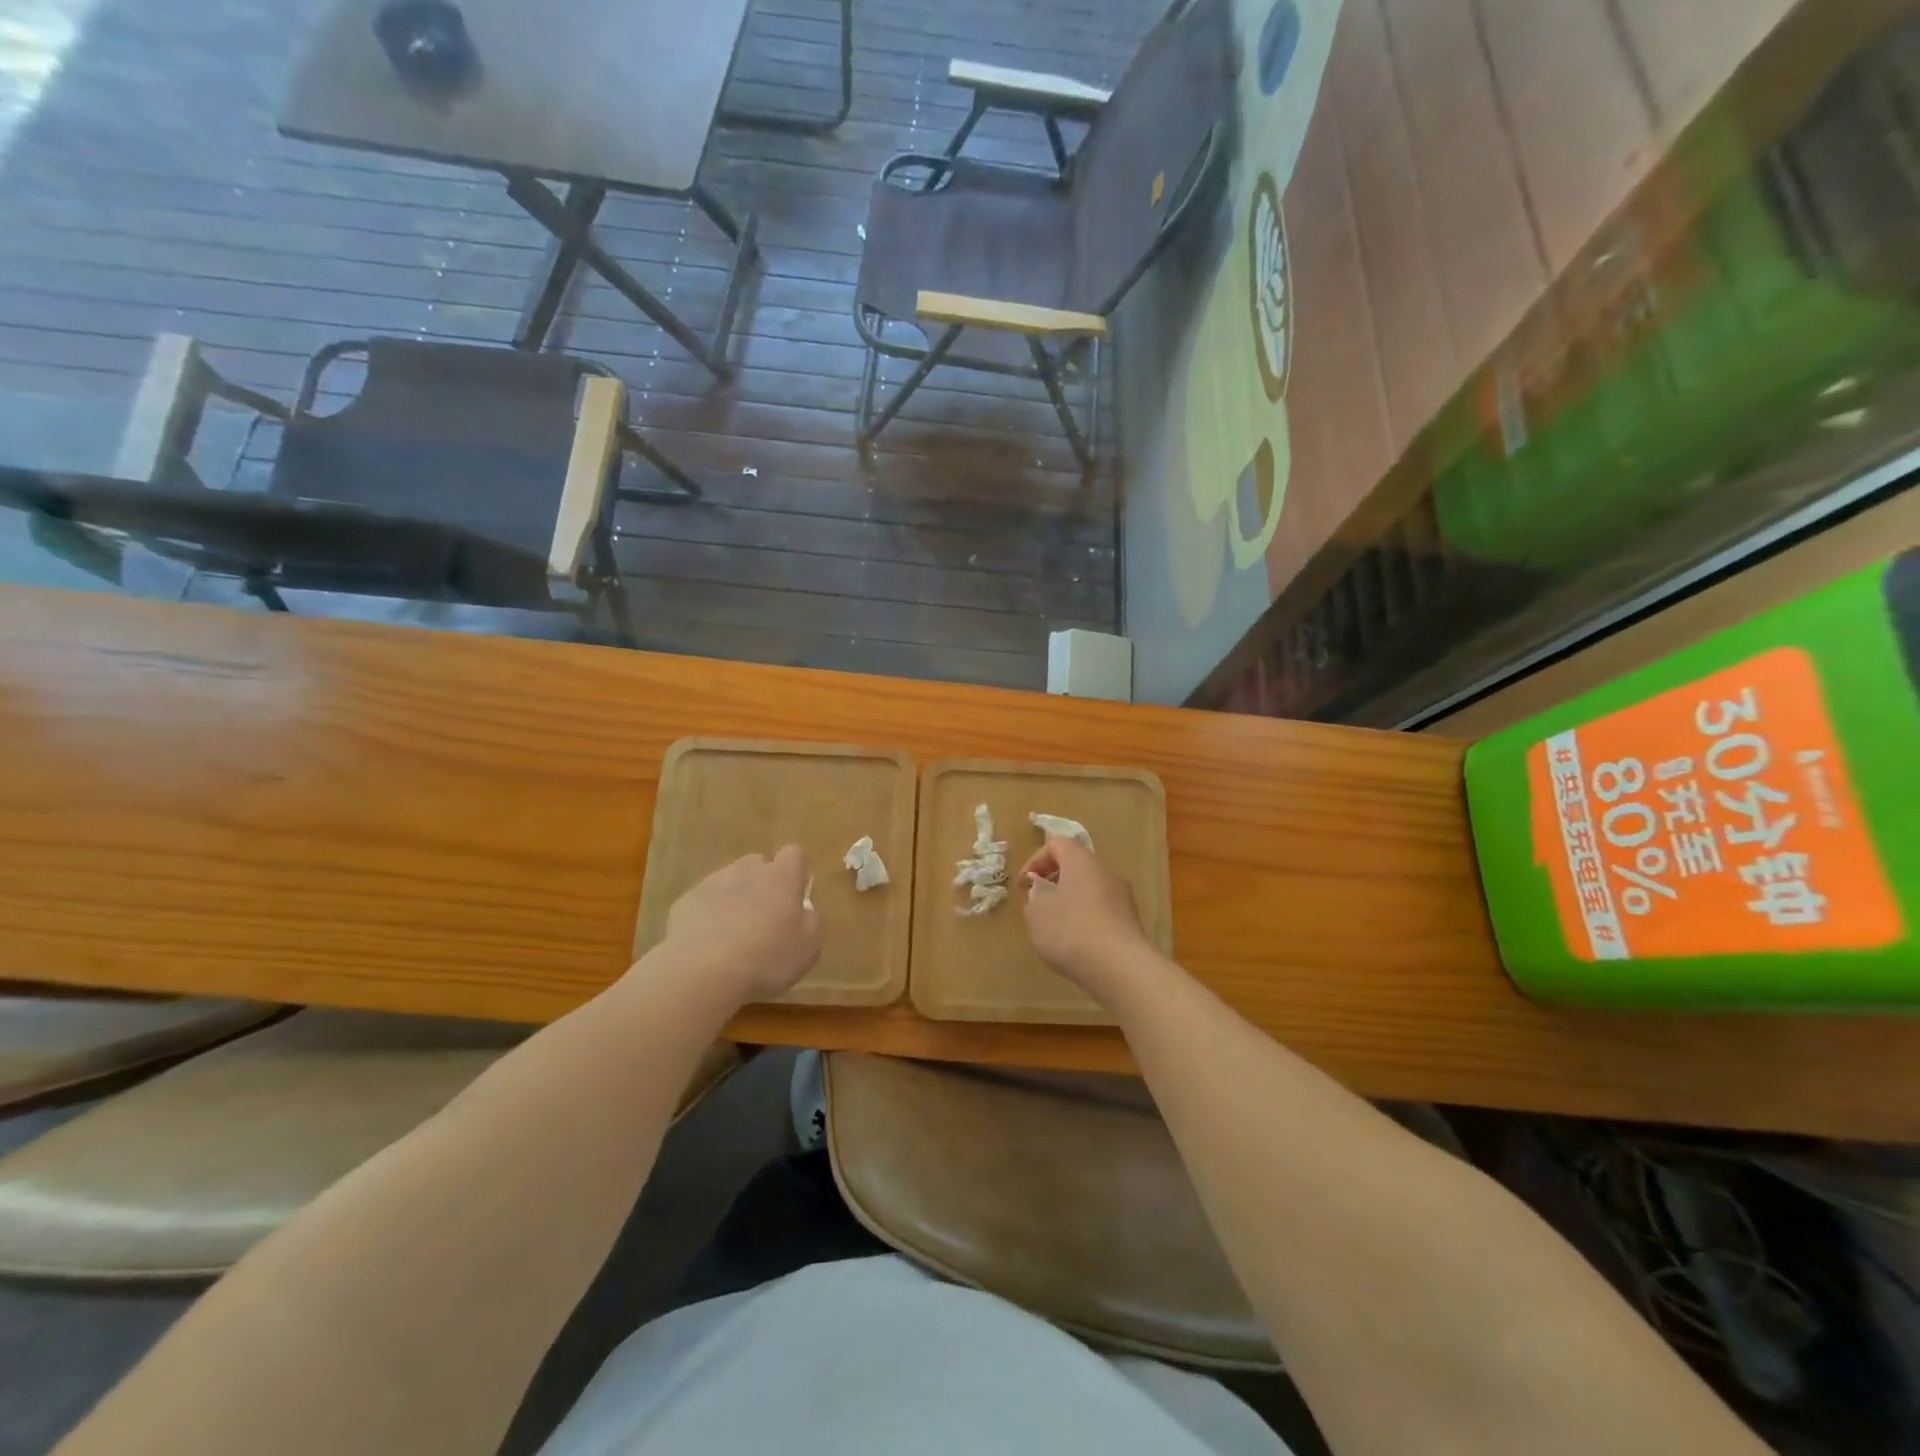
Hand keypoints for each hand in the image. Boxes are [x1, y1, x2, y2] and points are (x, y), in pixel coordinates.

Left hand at [663, 846, 819, 1002]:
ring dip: (733, 899)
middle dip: (761, 884)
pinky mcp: (685, 901)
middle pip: (758, 864)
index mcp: (781, 878)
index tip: (794, 896)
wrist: (702, 972)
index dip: (795, 872)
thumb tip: (803, 911)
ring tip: (731, 935)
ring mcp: (712, 883)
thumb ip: (810, 921)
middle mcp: (747, 871)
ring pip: (728, 881)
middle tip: (763, 918)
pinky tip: (706, 945)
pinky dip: (707, 916)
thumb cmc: (766, 959)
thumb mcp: (807, 948)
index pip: (794, 854)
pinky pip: (703, 901)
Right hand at [1019, 836, 1154, 1000]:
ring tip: (1054, 929)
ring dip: (1069, 903)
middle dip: (1053, 883)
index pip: (1057, 844)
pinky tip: (1076, 945)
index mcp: (1082, 861)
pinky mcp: (1130, 924)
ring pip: (1089, 891)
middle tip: (1036, 905)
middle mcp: (1106, 873)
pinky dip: (1085, 921)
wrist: (1120, 968)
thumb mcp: (1036, 912)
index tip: (1023, 886)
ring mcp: (1123, 898)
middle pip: (1076, 867)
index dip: (1035, 861)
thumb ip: (1035, 896)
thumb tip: (1043, 890)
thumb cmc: (1071, 930)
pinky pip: (1101, 913)